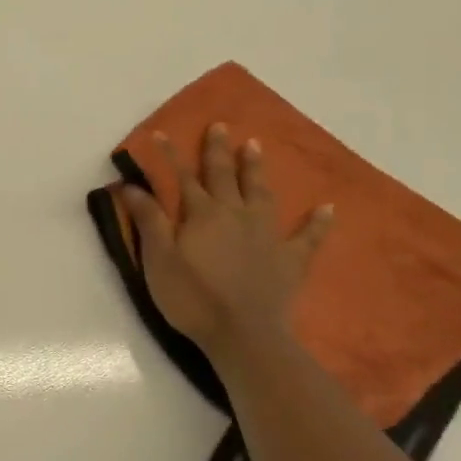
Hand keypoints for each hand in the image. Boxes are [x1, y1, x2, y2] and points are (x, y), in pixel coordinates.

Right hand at [121, 124, 332, 358]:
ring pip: (260, 193)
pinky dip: (318, 222)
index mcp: (202, 215)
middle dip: (218, 150)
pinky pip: (308, 236)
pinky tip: (328, 208)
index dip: (170, 155)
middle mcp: (235, 214)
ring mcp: (266, 234)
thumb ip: (149, 220)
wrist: (243, 334)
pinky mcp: (290, 259)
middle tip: (221, 125)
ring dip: (255, 169)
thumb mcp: (159, 259)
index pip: (183, 178)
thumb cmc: (192, 298)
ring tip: (254, 146)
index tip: (160, 132)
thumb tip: (132, 185)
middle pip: (224, 176)